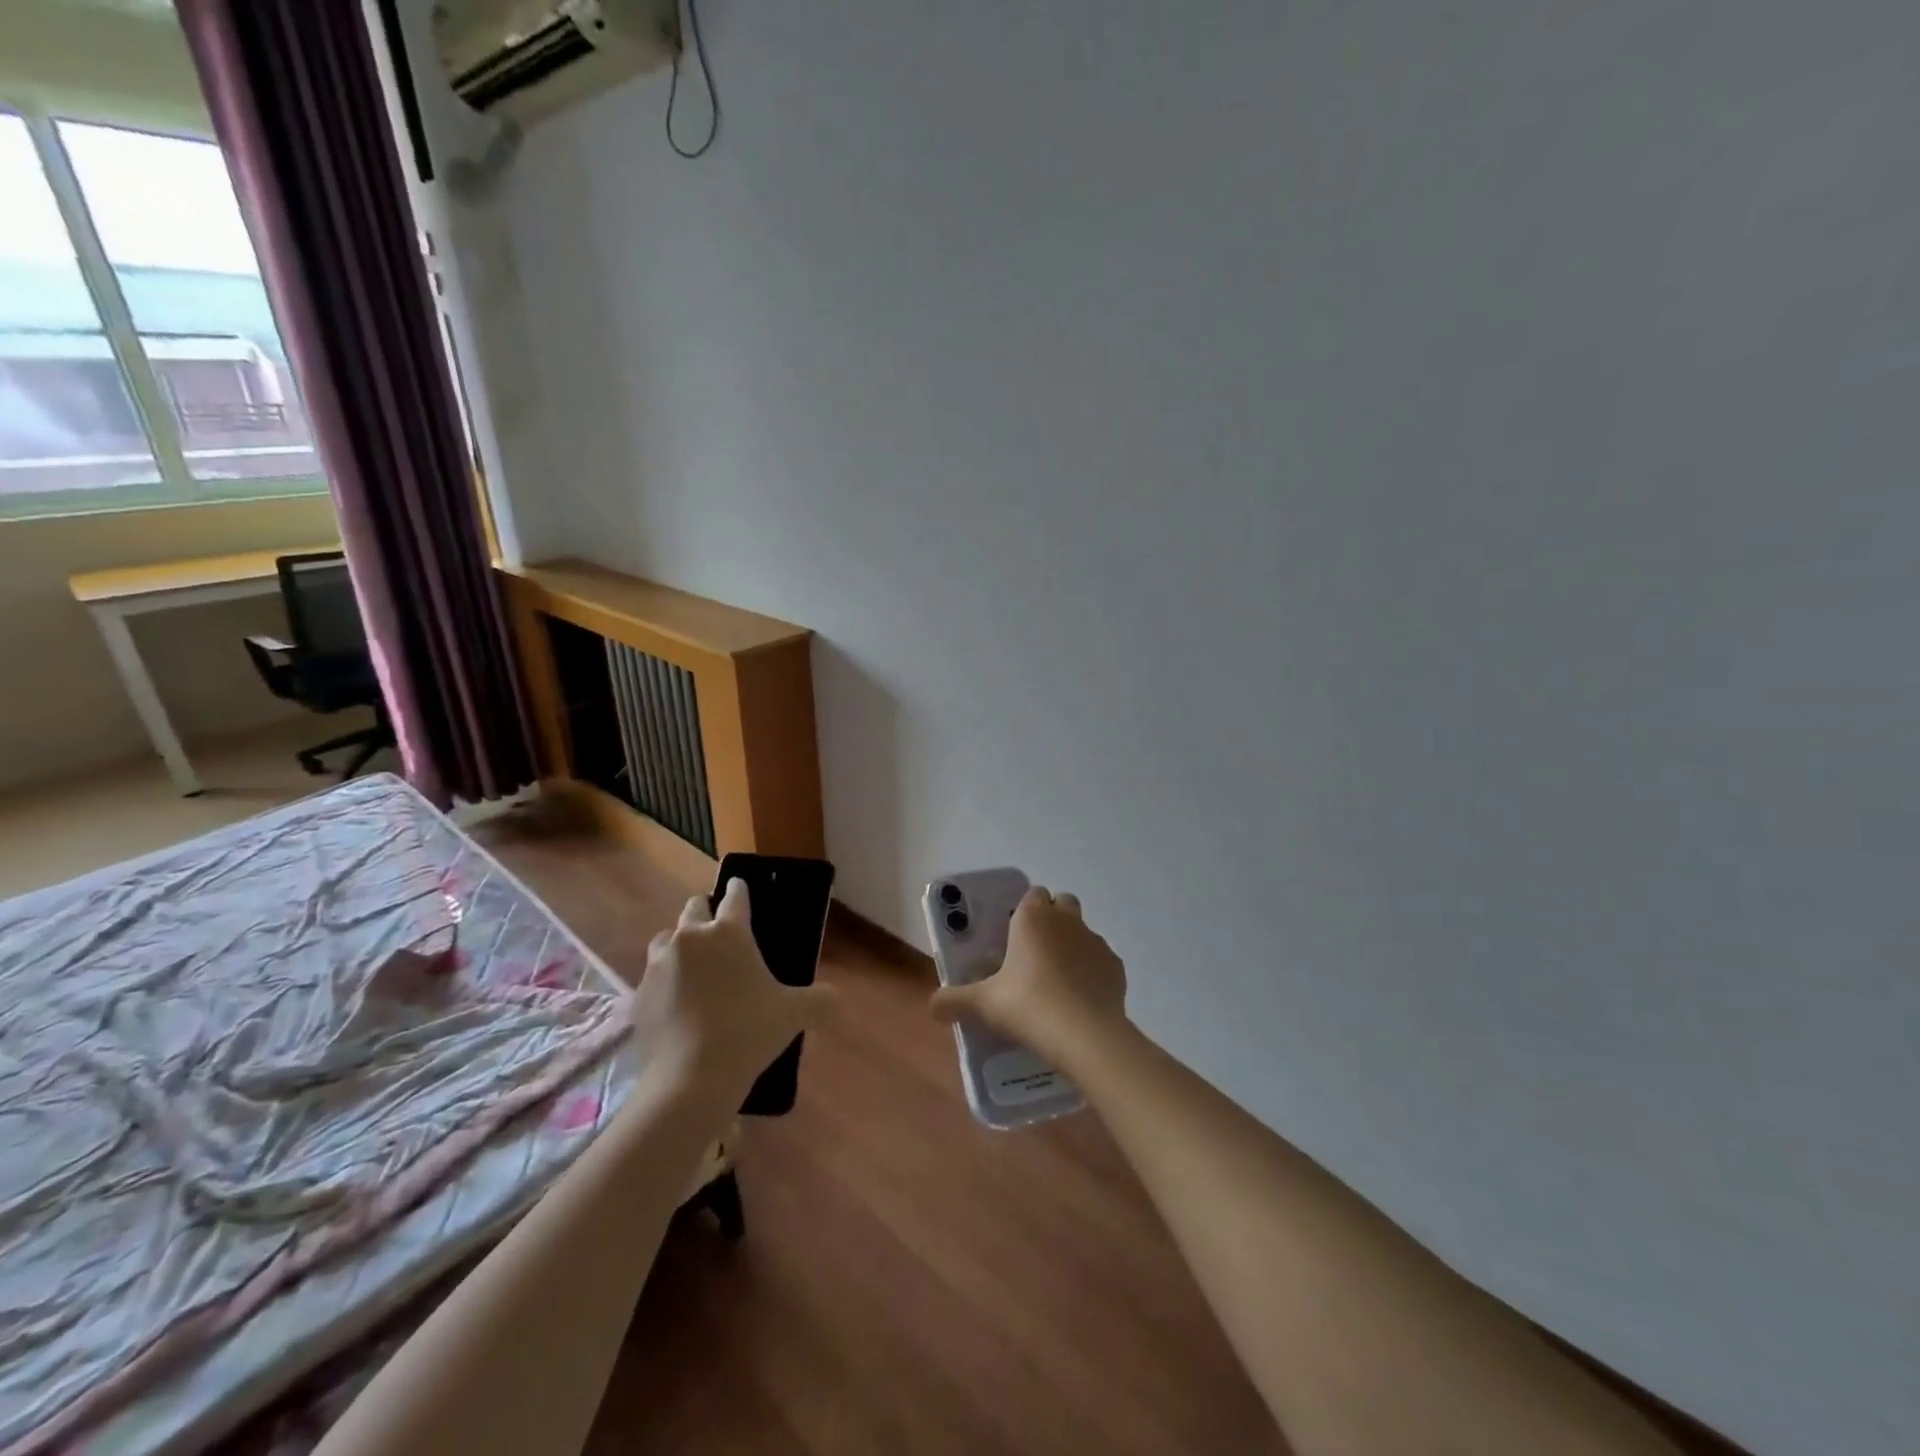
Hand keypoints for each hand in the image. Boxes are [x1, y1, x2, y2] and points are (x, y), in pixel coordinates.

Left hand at [629, 879, 834, 1102]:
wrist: (690, 1080)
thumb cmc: (748, 1032)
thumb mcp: (794, 1014)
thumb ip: (819, 1000)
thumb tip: (834, 998)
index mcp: (728, 932)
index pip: (736, 895)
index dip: (741, 891)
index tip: (742, 891)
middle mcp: (690, 938)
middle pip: (694, 908)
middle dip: (705, 914)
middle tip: (719, 934)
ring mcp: (659, 965)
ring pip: (666, 939)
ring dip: (680, 946)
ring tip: (695, 969)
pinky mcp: (638, 995)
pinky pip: (652, 978)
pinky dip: (664, 984)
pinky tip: (677, 1006)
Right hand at [929, 886, 1128, 1070]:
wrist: (1085, 1035)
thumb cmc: (1028, 1006)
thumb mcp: (983, 1005)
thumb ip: (954, 1001)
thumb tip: (932, 1006)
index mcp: (1032, 917)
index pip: (1032, 894)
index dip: (1025, 910)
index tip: (1013, 936)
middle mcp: (1066, 920)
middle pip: (1062, 903)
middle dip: (1052, 918)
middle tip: (1034, 953)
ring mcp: (1095, 941)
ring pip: (1083, 931)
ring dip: (1072, 945)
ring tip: (1057, 981)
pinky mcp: (1116, 966)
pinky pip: (1100, 960)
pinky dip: (1092, 972)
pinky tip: (1080, 999)